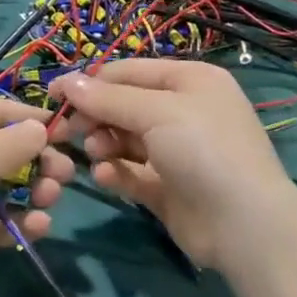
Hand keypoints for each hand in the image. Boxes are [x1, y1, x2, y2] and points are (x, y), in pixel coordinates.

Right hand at [50, 60, 295, 269]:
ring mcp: (176, 151)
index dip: (91, 81)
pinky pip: (132, 172)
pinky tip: (106, 177)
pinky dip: (116, 172)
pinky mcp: (168, 187)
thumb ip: (109, 98)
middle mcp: (184, 111)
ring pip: (125, 139)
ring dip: (104, 143)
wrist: (244, 224)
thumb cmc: (203, 149)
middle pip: (124, 105)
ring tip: (96, 153)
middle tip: (66, 130)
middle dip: (95, 115)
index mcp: (189, 81)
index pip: (129, 72)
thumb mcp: (157, 111)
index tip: (52, 94)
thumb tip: (66, 82)